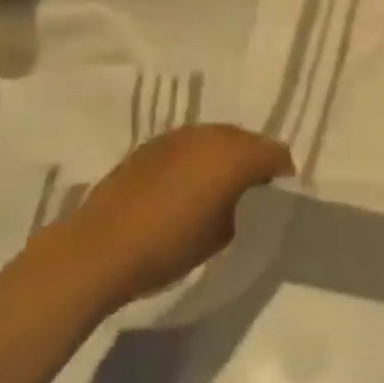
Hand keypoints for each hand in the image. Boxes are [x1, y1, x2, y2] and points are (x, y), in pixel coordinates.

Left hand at [69, 126, 292, 310]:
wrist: (101, 248)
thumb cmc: (170, 246)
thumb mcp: (223, 234)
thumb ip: (243, 207)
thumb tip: (243, 197)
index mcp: (236, 154)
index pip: (276, 153)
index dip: (282, 175)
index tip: (278, 197)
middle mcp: (212, 134)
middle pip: (247, 140)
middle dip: (252, 162)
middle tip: (249, 194)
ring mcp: (180, 135)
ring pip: (216, 140)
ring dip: (222, 158)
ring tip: (215, 189)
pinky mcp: (153, 143)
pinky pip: (189, 146)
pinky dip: (195, 160)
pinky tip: (183, 187)